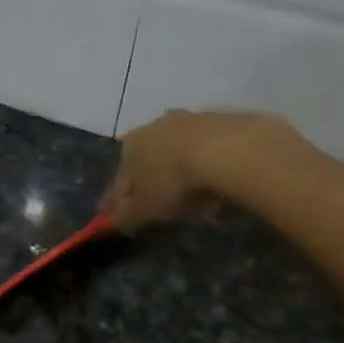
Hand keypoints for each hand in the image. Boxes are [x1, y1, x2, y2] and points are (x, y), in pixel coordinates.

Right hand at [101, 110, 304, 231]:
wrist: (230, 151)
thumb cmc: (174, 181)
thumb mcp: (145, 209)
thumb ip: (125, 217)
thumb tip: (112, 223)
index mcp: (131, 144)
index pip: (119, 179)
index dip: (115, 202)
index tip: (114, 217)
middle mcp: (156, 125)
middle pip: (150, 163)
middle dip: (152, 185)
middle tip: (160, 210)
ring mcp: (192, 119)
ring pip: (180, 155)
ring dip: (182, 175)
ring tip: (195, 203)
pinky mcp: (225, 120)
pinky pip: (210, 152)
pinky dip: (209, 168)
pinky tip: (219, 188)